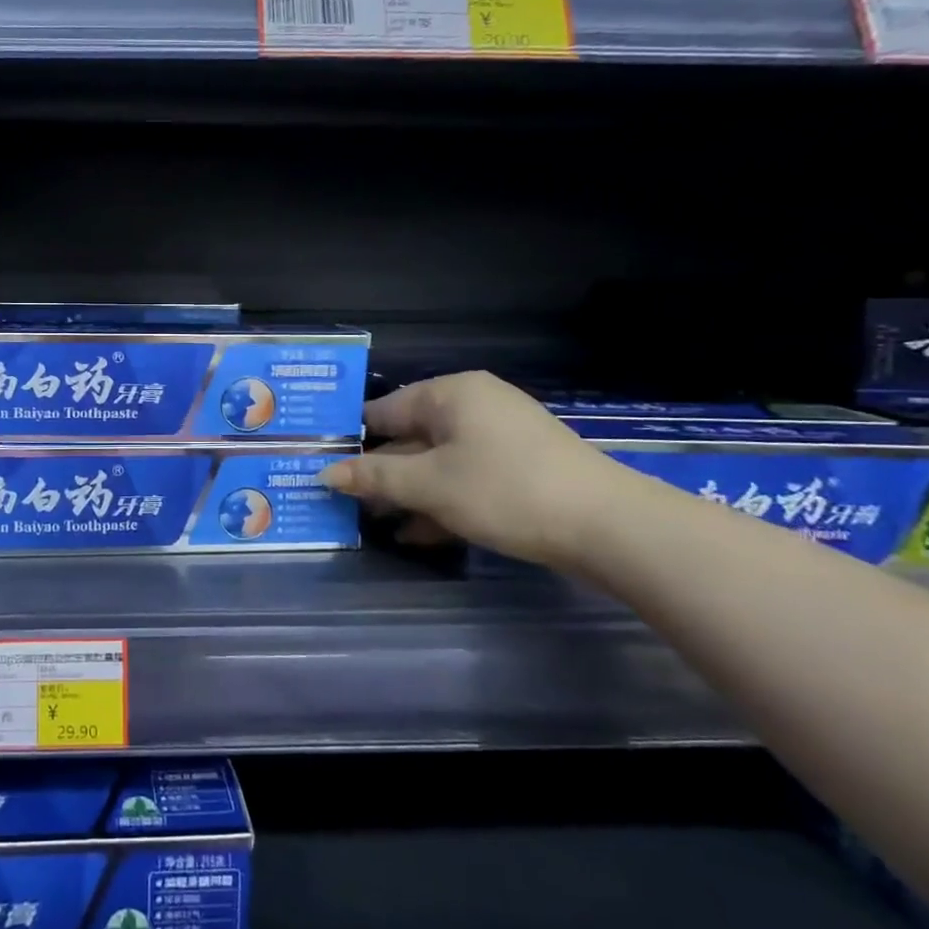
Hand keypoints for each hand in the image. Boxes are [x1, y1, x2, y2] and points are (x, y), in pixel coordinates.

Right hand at [319, 371, 626, 568]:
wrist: (608, 527)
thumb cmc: (504, 491)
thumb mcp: (429, 485)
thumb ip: (374, 477)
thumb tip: (325, 472)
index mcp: (450, 394)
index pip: (382, 411)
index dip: (349, 440)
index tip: (320, 465)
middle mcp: (473, 406)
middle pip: (409, 437)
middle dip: (378, 473)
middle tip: (343, 502)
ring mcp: (499, 438)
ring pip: (436, 462)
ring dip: (406, 493)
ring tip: (373, 523)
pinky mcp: (518, 469)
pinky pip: (463, 478)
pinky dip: (439, 502)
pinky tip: (415, 534)